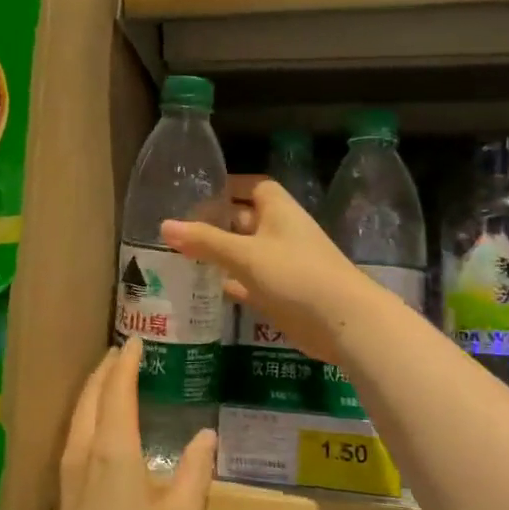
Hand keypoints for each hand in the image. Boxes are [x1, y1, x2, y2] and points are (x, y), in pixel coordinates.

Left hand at [41, 339, 215, 509]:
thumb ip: (195, 472)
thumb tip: (206, 435)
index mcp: (113, 450)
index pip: (118, 390)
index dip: (127, 362)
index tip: (136, 340)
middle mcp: (83, 454)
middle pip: (90, 398)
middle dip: (105, 370)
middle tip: (122, 352)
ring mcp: (66, 477)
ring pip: (77, 418)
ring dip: (92, 392)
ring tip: (109, 381)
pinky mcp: (61, 500)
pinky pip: (73, 438)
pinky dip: (86, 417)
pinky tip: (97, 432)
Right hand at [161, 178, 369, 363]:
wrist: (344, 322)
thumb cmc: (295, 275)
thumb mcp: (244, 254)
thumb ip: (205, 241)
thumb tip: (164, 225)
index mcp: (279, 211)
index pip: (254, 187)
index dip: (229, 186)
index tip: (199, 192)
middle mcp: (282, 233)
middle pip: (246, 220)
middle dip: (217, 222)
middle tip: (179, 228)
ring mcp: (283, 265)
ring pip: (246, 253)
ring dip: (221, 254)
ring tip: (182, 255)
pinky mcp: (282, 294)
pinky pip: (251, 282)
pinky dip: (231, 283)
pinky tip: (205, 289)